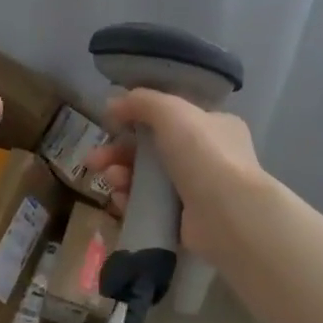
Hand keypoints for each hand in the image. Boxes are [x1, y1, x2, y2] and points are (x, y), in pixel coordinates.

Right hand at [87, 89, 260, 258]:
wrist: (229, 214)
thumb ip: (141, 101)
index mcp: (213, 126)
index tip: (111, 125)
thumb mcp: (171, 111)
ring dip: (122, 175)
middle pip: (152, 150)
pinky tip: (120, 199)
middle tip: (94, 160)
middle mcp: (208, 157)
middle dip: (118, 152)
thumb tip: (113, 103)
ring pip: (147, 178)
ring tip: (110, 180)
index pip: (170, 119)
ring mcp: (197, 190)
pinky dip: (131, 200)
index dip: (137, 120)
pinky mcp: (185, 220)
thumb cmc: (203, 154)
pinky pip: (150, 205)